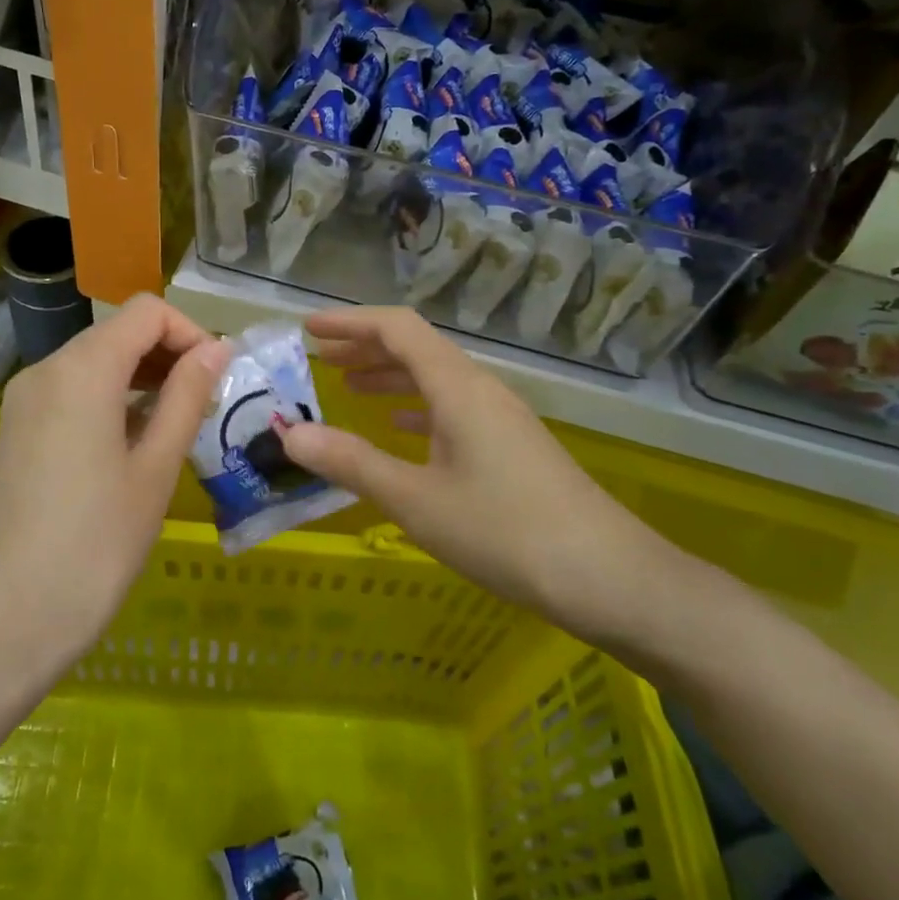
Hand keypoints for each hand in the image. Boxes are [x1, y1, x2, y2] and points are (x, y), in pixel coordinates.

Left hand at [0, 295, 230, 675]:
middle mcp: (47, 370)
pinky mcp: (18, 430)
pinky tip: (136, 442)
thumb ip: (187, 398)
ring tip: (179, 423)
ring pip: (96, 361)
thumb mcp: (155, 469)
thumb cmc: (94, 546)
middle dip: (169, 354)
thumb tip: (217, 349)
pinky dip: (113, 398)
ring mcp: (26, 400)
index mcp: (82, 370)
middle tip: (207, 404)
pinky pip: (74, 391)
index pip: (148, 312)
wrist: (2, 622)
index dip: (191, 332)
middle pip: (119, 332)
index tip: (218, 378)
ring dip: (143, 377)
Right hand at [280, 307, 679, 648]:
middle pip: (416, 348)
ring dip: (390, 377)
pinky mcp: (512, 446)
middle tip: (318, 358)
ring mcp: (501, 417)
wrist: (608, 577)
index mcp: (457, 387)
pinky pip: (453, 409)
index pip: (397, 328)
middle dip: (364, 347)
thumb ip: (351, 463)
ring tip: (348, 388)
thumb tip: (290, 434)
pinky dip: (416, 409)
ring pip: (435, 379)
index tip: (308, 328)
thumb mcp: (415, 500)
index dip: (350, 322)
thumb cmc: (504, 532)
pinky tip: (399, 430)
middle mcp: (480, 389)